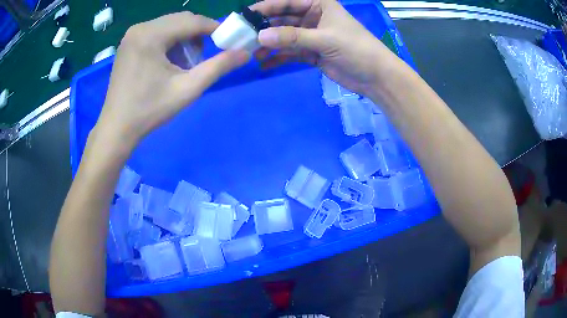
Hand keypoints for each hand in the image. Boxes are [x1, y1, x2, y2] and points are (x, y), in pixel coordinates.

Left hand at [97, 12, 249, 146]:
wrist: (117, 128)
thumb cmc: (150, 110)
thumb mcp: (188, 89)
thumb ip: (218, 67)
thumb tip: (246, 53)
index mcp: (151, 35)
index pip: (192, 20)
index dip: (215, 28)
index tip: (228, 41)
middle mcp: (140, 28)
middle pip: (181, 19)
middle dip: (197, 35)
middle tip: (202, 58)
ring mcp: (132, 35)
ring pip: (169, 25)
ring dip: (184, 39)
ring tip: (184, 64)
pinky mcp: (128, 43)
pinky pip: (157, 32)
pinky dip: (169, 42)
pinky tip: (168, 62)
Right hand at [252, 0, 394, 96]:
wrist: (376, 77)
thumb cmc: (356, 49)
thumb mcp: (324, 39)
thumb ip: (292, 37)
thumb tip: (260, 37)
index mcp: (319, 5)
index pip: (287, 2)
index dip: (266, 7)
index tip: (245, 16)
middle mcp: (313, 17)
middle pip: (283, 20)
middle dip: (264, 28)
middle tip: (243, 38)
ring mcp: (312, 36)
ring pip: (285, 38)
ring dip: (269, 45)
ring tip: (251, 54)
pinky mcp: (312, 53)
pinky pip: (290, 53)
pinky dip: (278, 59)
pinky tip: (265, 65)